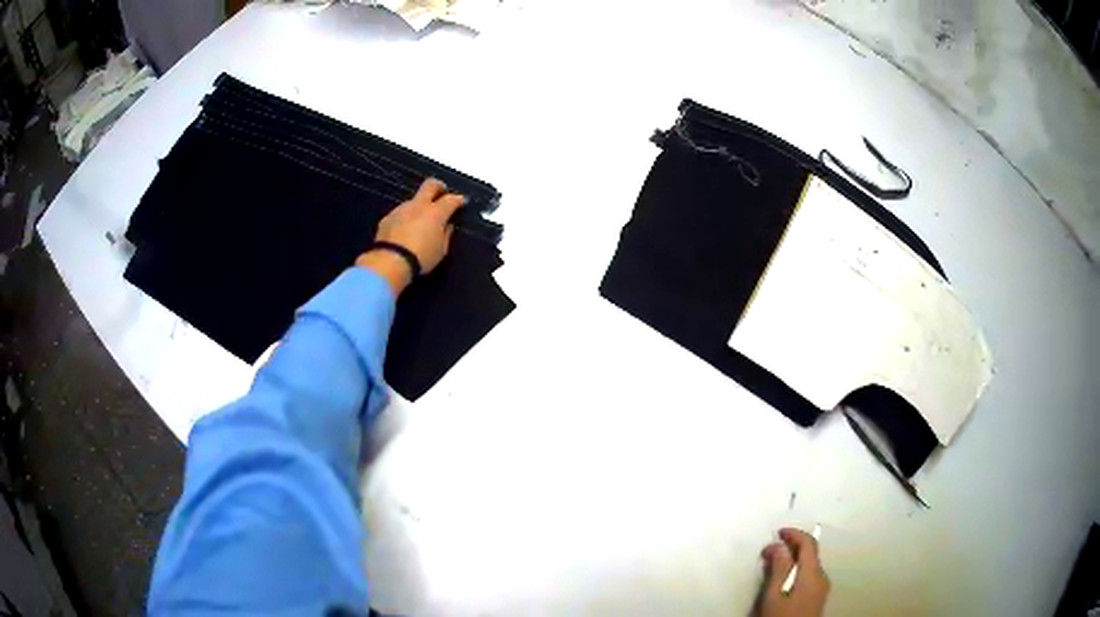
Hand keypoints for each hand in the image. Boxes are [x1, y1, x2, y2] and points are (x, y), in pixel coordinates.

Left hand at [357, 178, 465, 293]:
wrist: (390, 261)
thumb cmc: (421, 257)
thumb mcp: (441, 250)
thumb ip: (446, 234)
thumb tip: (447, 225)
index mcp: (435, 212)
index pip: (451, 199)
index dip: (458, 199)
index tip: (462, 202)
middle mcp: (418, 205)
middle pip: (430, 185)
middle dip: (438, 186)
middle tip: (441, 191)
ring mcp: (401, 209)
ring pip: (413, 201)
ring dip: (419, 207)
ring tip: (419, 222)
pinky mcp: (387, 218)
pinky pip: (400, 214)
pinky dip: (405, 219)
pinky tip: (404, 231)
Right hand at [756, 528, 829, 616]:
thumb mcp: (774, 595)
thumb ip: (779, 568)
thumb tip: (780, 545)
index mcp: (813, 573)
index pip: (808, 543)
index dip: (794, 534)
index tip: (777, 532)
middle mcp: (821, 577)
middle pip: (809, 554)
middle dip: (790, 548)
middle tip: (767, 553)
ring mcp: (821, 588)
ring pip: (807, 566)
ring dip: (791, 561)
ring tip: (770, 567)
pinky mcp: (817, 598)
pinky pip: (807, 576)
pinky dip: (794, 572)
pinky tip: (780, 582)